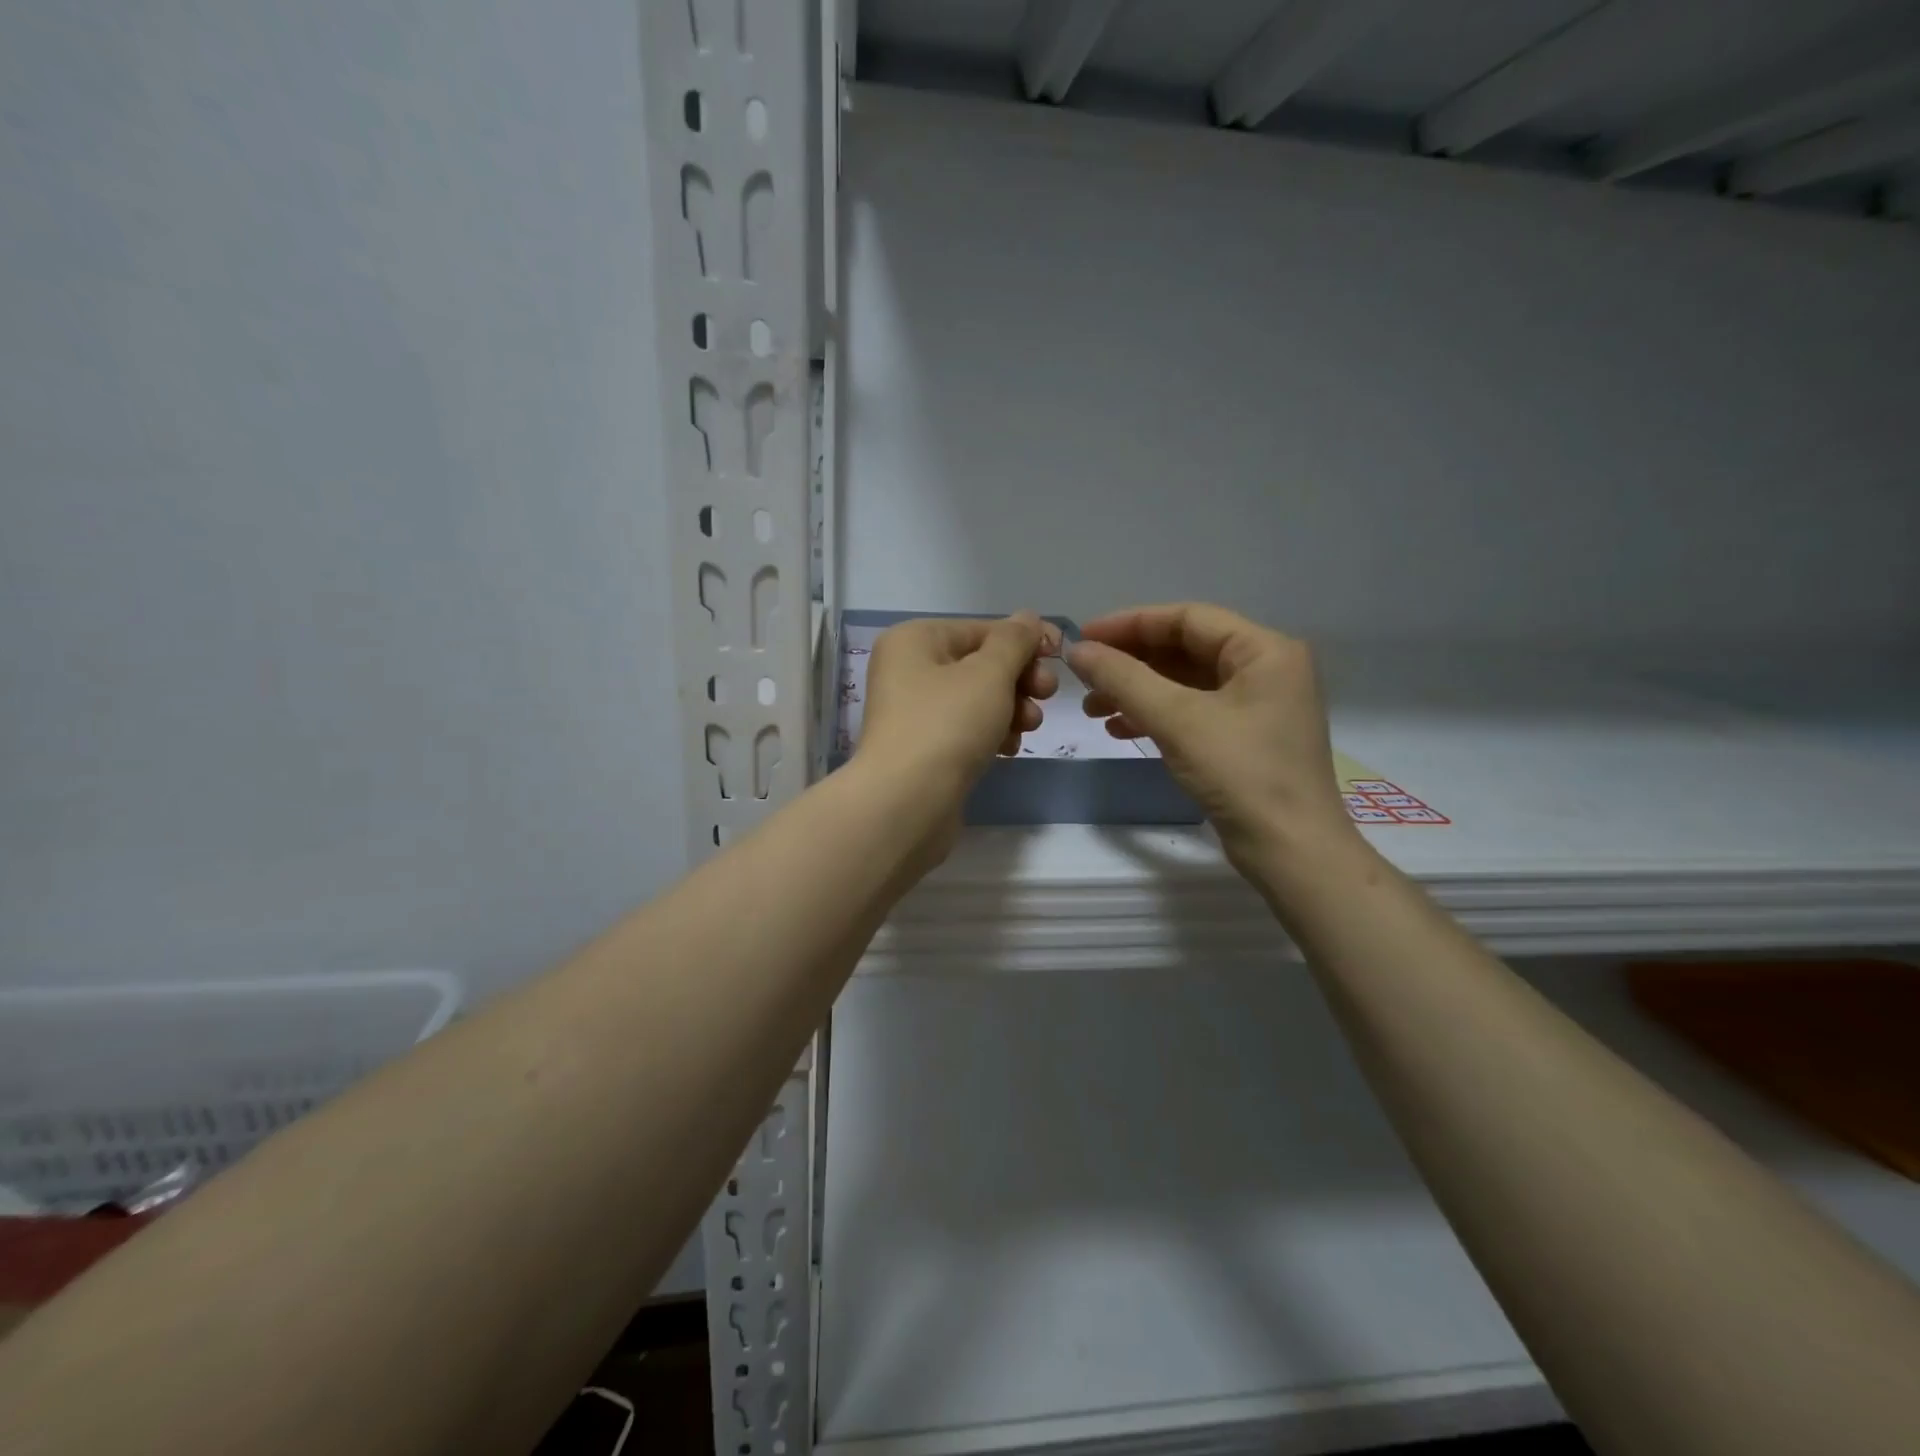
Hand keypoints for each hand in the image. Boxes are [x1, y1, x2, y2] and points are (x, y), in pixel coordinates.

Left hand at [858, 612, 1058, 809]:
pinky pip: (966, 730)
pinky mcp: (924, 749)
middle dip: (1019, 679)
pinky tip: (1007, 750)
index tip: (1061, 655)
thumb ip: (1014, 641)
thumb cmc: (947, 724)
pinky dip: (991, 734)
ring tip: (1029, 726)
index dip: (1024, 640)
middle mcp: (908, 670)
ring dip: (1011, 709)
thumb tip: (1027, 618)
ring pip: (977, 700)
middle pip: (979, 664)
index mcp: (914, 640)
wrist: (907, 803)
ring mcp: (914, 713)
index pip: (980, 629)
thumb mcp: (989, 673)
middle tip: (1047, 695)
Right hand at [1066, 604, 1355, 873]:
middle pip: (1185, 649)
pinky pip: (1193, 711)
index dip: (1130, 623)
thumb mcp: (1178, 719)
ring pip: (1185, 683)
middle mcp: (1266, 669)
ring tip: (1093, 708)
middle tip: (1084, 676)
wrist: (1292, 853)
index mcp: (1264, 650)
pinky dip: (1156, 716)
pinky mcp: (1246, 738)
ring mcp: (1257, 706)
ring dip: (1137, 691)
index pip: (1188, 618)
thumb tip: (1078, 650)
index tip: (1083, 637)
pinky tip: (1120, 729)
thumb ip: (1124, 679)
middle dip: (1131, 662)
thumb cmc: (1241, 774)